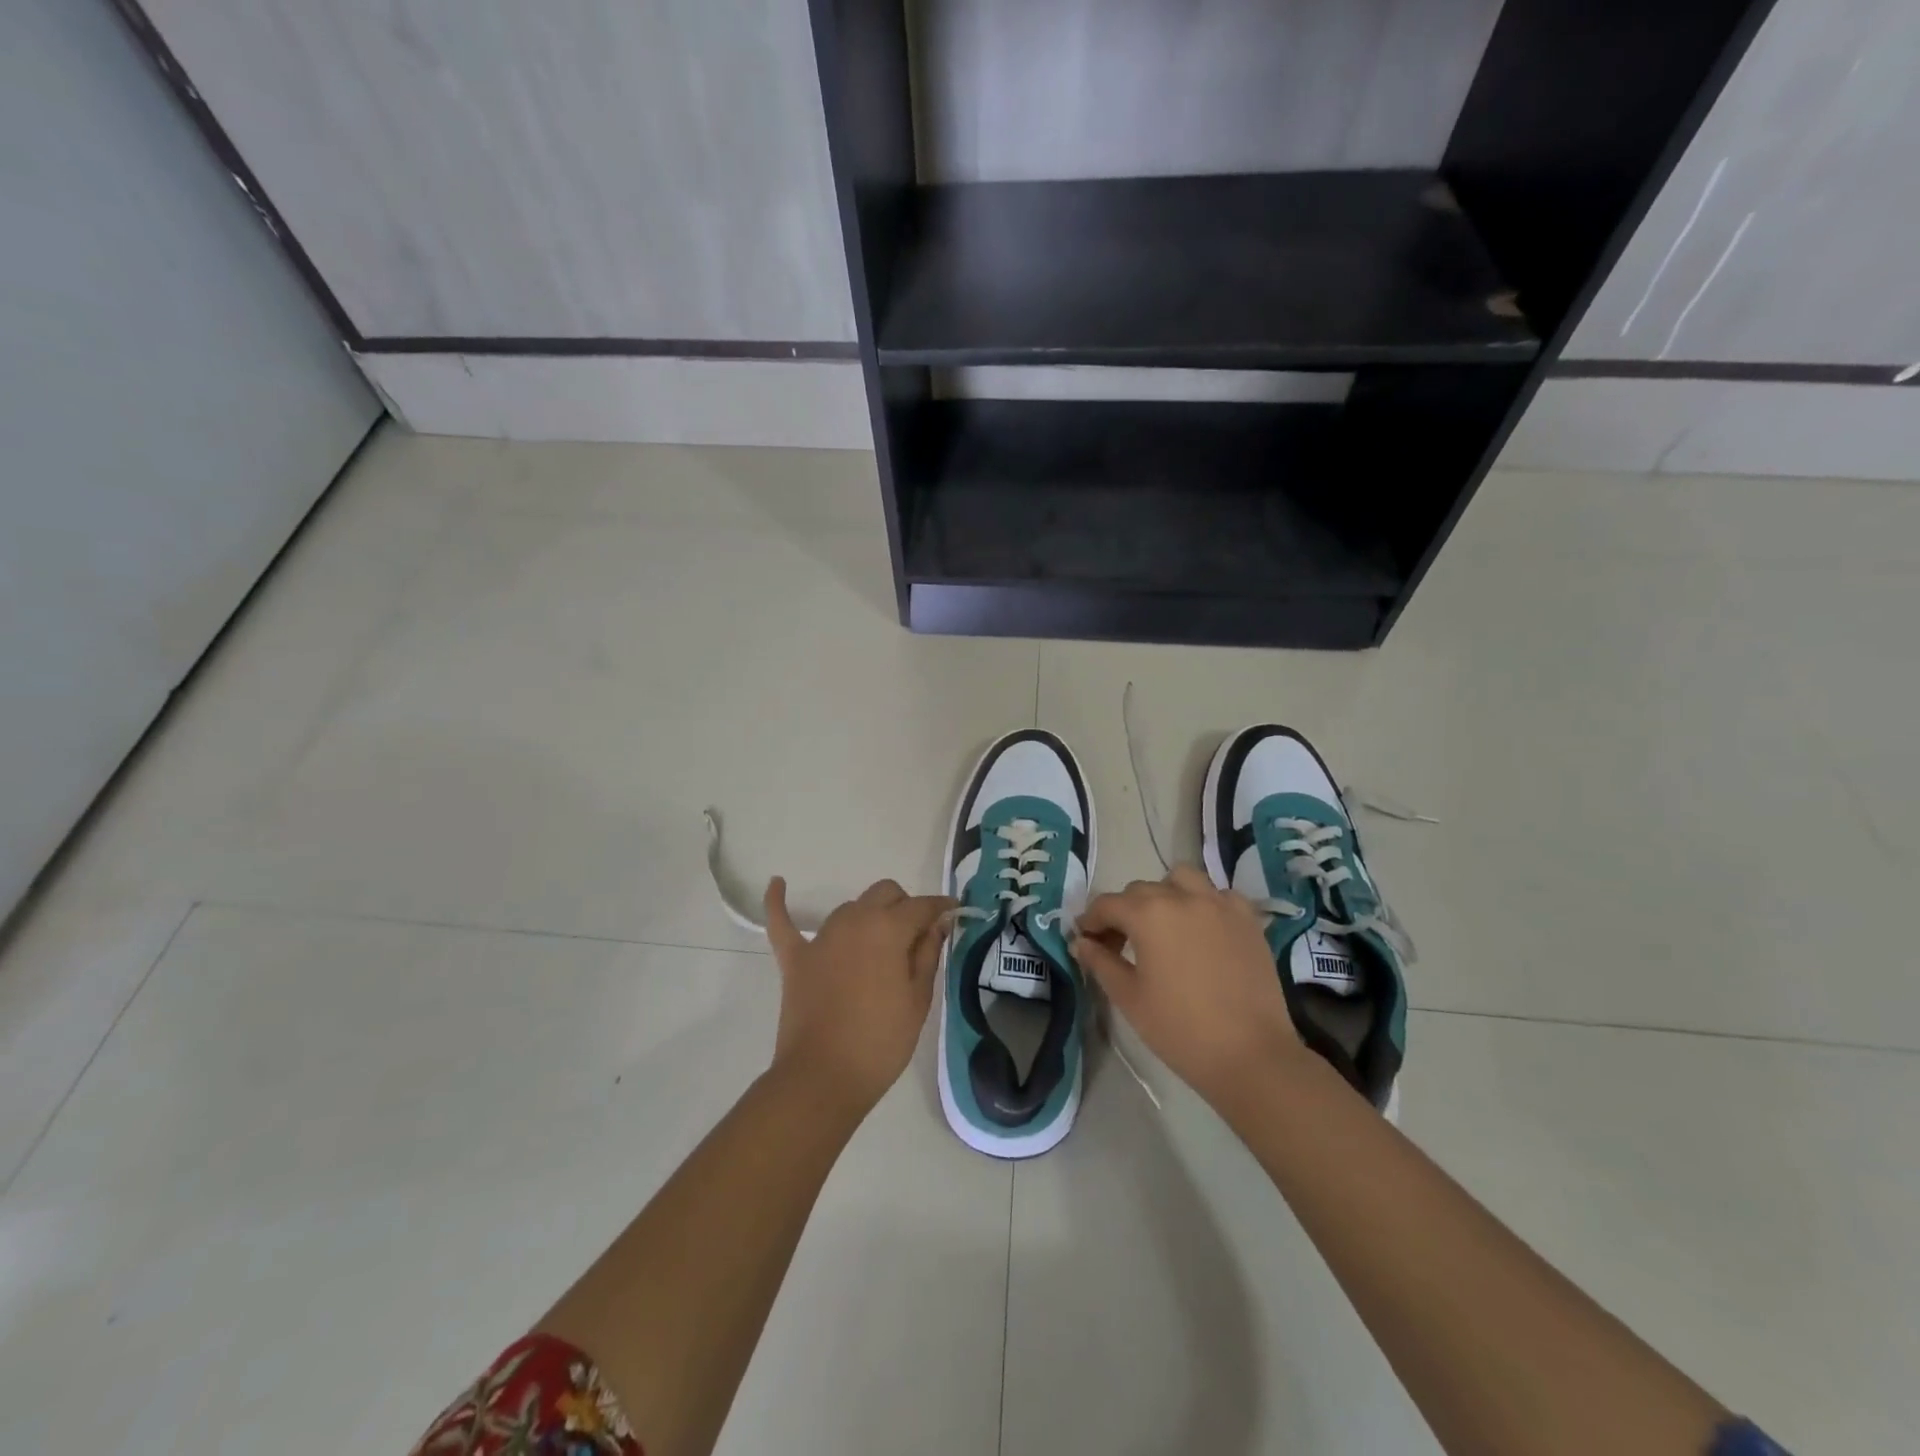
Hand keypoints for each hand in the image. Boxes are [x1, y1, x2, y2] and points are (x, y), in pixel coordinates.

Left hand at [763, 877, 954, 1115]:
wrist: (823, 1078)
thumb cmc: (881, 1041)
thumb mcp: (918, 999)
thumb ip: (928, 954)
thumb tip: (936, 924)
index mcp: (888, 928)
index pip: (921, 906)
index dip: (941, 908)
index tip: (954, 912)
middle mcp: (854, 920)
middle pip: (884, 893)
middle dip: (904, 906)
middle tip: (916, 938)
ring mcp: (821, 938)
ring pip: (850, 908)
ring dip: (868, 916)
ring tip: (878, 946)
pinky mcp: (795, 958)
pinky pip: (782, 922)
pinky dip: (779, 902)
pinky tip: (778, 883)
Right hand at [1073, 865, 1303, 1106]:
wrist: (1251, 1056)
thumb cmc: (1180, 1029)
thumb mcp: (1129, 998)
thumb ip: (1100, 962)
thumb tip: (1081, 942)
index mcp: (1148, 914)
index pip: (1107, 904)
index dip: (1091, 921)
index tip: (1086, 940)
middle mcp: (1182, 897)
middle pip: (1141, 890)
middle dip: (1124, 911)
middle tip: (1120, 944)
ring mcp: (1219, 904)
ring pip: (1182, 879)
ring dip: (1165, 894)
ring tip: (1164, 926)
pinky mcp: (1247, 919)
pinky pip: (1218, 895)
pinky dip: (1204, 903)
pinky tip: (1202, 930)